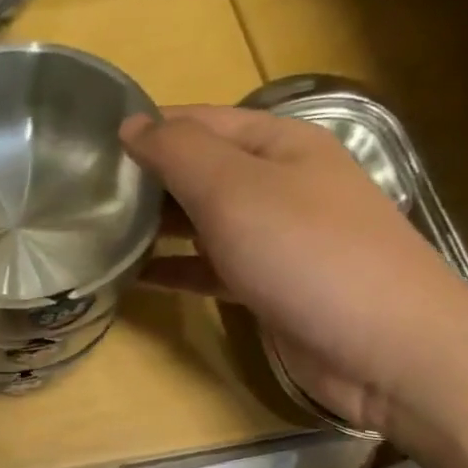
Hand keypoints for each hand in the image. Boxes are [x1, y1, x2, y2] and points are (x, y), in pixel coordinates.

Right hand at [122, 105, 467, 434]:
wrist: (384, 346)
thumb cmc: (307, 253)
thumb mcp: (235, 189)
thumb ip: (179, 153)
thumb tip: (130, 125)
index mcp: (279, 142)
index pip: (199, 121)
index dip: (146, 129)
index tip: (88, 149)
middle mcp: (278, 182)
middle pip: (200, 170)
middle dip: (146, 180)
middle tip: (84, 196)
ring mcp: (275, 236)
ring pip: (202, 221)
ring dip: (156, 227)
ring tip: (99, 234)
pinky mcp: (268, 285)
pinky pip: (210, 267)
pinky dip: (176, 270)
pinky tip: (135, 278)